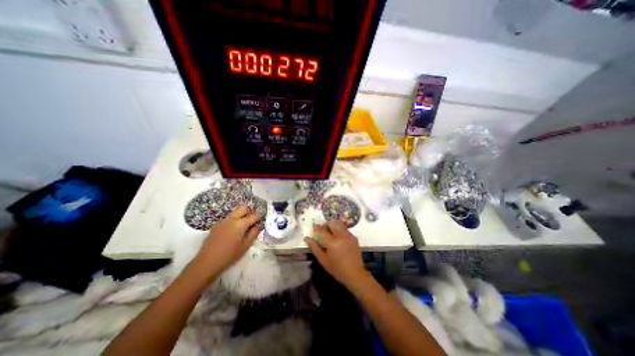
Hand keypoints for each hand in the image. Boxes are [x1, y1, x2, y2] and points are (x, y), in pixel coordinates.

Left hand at [195, 206, 260, 278]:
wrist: (207, 262)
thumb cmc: (230, 255)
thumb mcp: (246, 245)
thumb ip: (254, 233)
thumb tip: (259, 225)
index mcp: (240, 223)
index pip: (254, 215)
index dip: (260, 217)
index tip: (262, 221)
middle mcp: (232, 218)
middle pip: (243, 207)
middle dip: (250, 212)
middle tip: (252, 222)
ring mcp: (223, 220)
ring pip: (235, 211)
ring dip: (242, 215)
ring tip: (244, 227)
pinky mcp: (217, 224)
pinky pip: (229, 217)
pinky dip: (234, 220)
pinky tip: (234, 231)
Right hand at [305, 223, 369, 288]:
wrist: (355, 274)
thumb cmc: (337, 269)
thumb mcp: (323, 260)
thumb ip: (315, 247)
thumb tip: (307, 238)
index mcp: (332, 242)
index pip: (322, 230)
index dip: (317, 227)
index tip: (314, 227)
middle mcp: (341, 236)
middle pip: (332, 223)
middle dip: (326, 224)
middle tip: (323, 230)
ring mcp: (349, 235)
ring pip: (340, 224)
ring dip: (334, 225)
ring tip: (330, 232)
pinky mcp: (354, 237)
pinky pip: (345, 229)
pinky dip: (340, 229)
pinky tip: (338, 237)